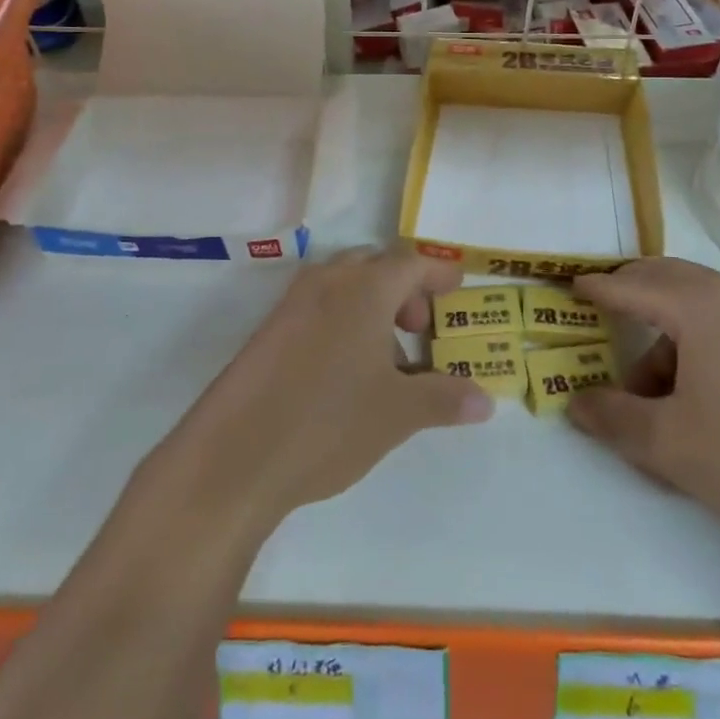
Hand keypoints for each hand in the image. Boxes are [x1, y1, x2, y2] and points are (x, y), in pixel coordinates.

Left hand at [151, 248, 491, 532]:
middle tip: (421, 328)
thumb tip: (486, 400)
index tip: (458, 289)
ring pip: (345, 287)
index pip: (411, 263)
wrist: (234, 455)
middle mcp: (327, 282)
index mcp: (364, 288)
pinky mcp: (269, 330)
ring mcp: (292, 303)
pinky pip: (319, 308)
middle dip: (404, 291)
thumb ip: (445, 398)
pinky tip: (348, 373)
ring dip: (373, 309)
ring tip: (389, 360)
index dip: (438, 274)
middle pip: (376, 267)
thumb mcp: (398, 413)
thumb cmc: (328, 421)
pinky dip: (344, 323)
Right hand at [568, 259, 719, 562]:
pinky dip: (702, 342)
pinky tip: (702, 395)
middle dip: (632, 295)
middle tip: (603, 319)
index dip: (597, 288)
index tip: (570, 287)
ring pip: (702, 305)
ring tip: (656, 393)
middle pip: (669, 279)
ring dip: (668, 332)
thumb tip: (575, 402)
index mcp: (703, 306)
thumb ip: (611, 416)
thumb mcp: (667, 444)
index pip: (633, 285)